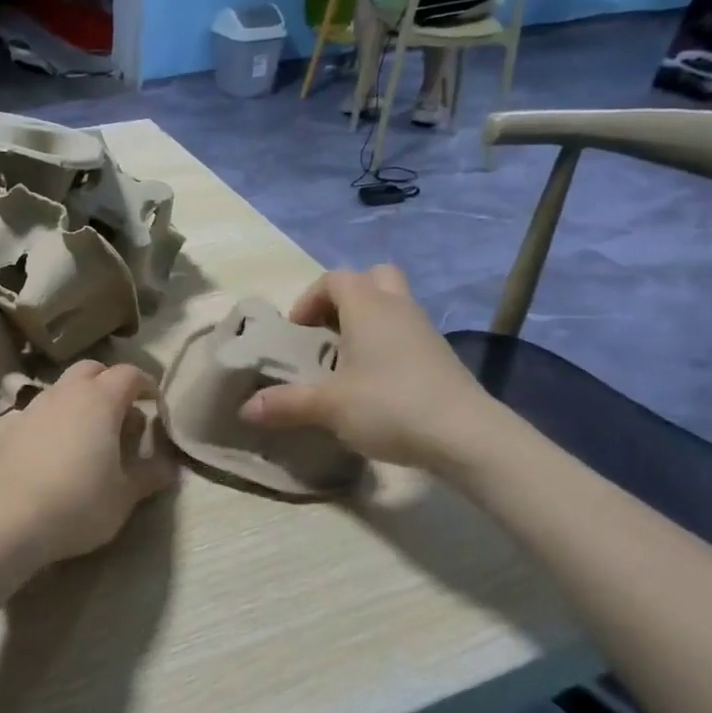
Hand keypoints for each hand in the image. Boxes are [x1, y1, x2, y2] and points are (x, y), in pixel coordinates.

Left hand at [0, 361, 175, 568]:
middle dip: (110, 383)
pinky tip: (53, 455)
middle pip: (91, 370)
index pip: (129, 374)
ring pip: (61, 390)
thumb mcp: (123, 497)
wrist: (2, 521)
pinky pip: (37, 415)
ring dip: (79, 403)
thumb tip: (169, 468)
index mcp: (100, 401)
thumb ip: (149, 477)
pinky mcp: (5, 430)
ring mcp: (31, 409)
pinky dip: (52, 424)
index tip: (156, 403)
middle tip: (122, 414)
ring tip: (88, 437)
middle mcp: (64, 394)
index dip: (147, 384)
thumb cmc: (76, 504)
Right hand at [239, 265, 495, 470]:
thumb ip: (286, 403)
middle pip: (373, 278)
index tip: (298, 331)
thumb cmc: (389, 406)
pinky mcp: (441, 355)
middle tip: (328, 331)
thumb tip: (245, 409)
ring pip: (393, 304)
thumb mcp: (329, 407)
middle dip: (346, 298)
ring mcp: (424, 329)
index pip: (336, 278)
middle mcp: (398, 307)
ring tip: (348, 360)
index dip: (310, 298)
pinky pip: (407, 331)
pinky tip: (377, 381)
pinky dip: (388, 343)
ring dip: (368, 321)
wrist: (465, 434)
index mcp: (368, 307)